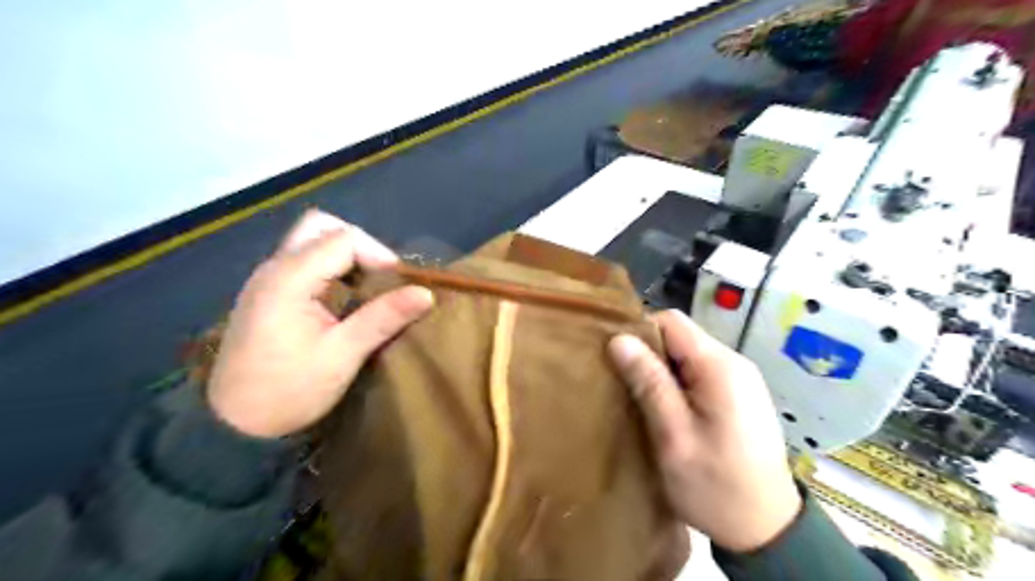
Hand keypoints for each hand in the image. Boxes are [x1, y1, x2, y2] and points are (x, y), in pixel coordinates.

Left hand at [207, 211, 433, 438]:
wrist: (233, 427)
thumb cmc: (289, 390)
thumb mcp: (342, 355)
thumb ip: (383, 318)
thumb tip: (426, 293)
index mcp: (289, 279)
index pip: (343, 239)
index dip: (378, 254)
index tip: (399, 284)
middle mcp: (274, 268)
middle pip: (321, 227)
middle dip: (359, 244)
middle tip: (381, 276)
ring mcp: (267, 280)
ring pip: (311, 241)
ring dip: (346, 255)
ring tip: (369, 286)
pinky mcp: (268, 294)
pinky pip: (304, 261)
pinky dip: (331, 268)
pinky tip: (345, 296)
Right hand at [609, 311, 798, 551]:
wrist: (767, 529)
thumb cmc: (715, 485)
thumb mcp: (673, 436)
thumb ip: (649, 383)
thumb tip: (619, 339)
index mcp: (719, 366)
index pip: (671, 321)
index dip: (639, 332)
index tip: (617, 360)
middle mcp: (734, 362)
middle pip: (680, 336)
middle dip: (649, 354)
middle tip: (625, 385)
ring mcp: (740, 379)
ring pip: (688, 355)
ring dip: (661, 370)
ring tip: (641, 399)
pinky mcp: (740, 395)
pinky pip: (700, 373)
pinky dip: (678, 383)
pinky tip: (666, 410)